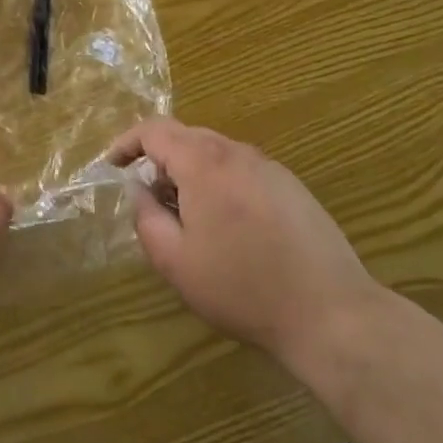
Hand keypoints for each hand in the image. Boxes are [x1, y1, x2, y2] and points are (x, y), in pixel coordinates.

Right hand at [116, 119, 379, 379]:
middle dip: (160, 160)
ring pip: (216, 153)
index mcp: (203, 162)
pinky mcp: (292, 186)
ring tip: (188, 217)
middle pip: (186, 137)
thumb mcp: (176, 261)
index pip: (154, 130)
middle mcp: (236, 152)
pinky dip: (220, 183)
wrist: (329, 311)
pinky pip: (242, 170)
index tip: (112, 165)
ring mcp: (269, 166)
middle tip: (150, 199)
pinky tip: (229, 226)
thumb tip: (139, 189)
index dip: (127, 143)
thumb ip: (146, 217)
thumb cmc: (242, 287)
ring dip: (191, 172)